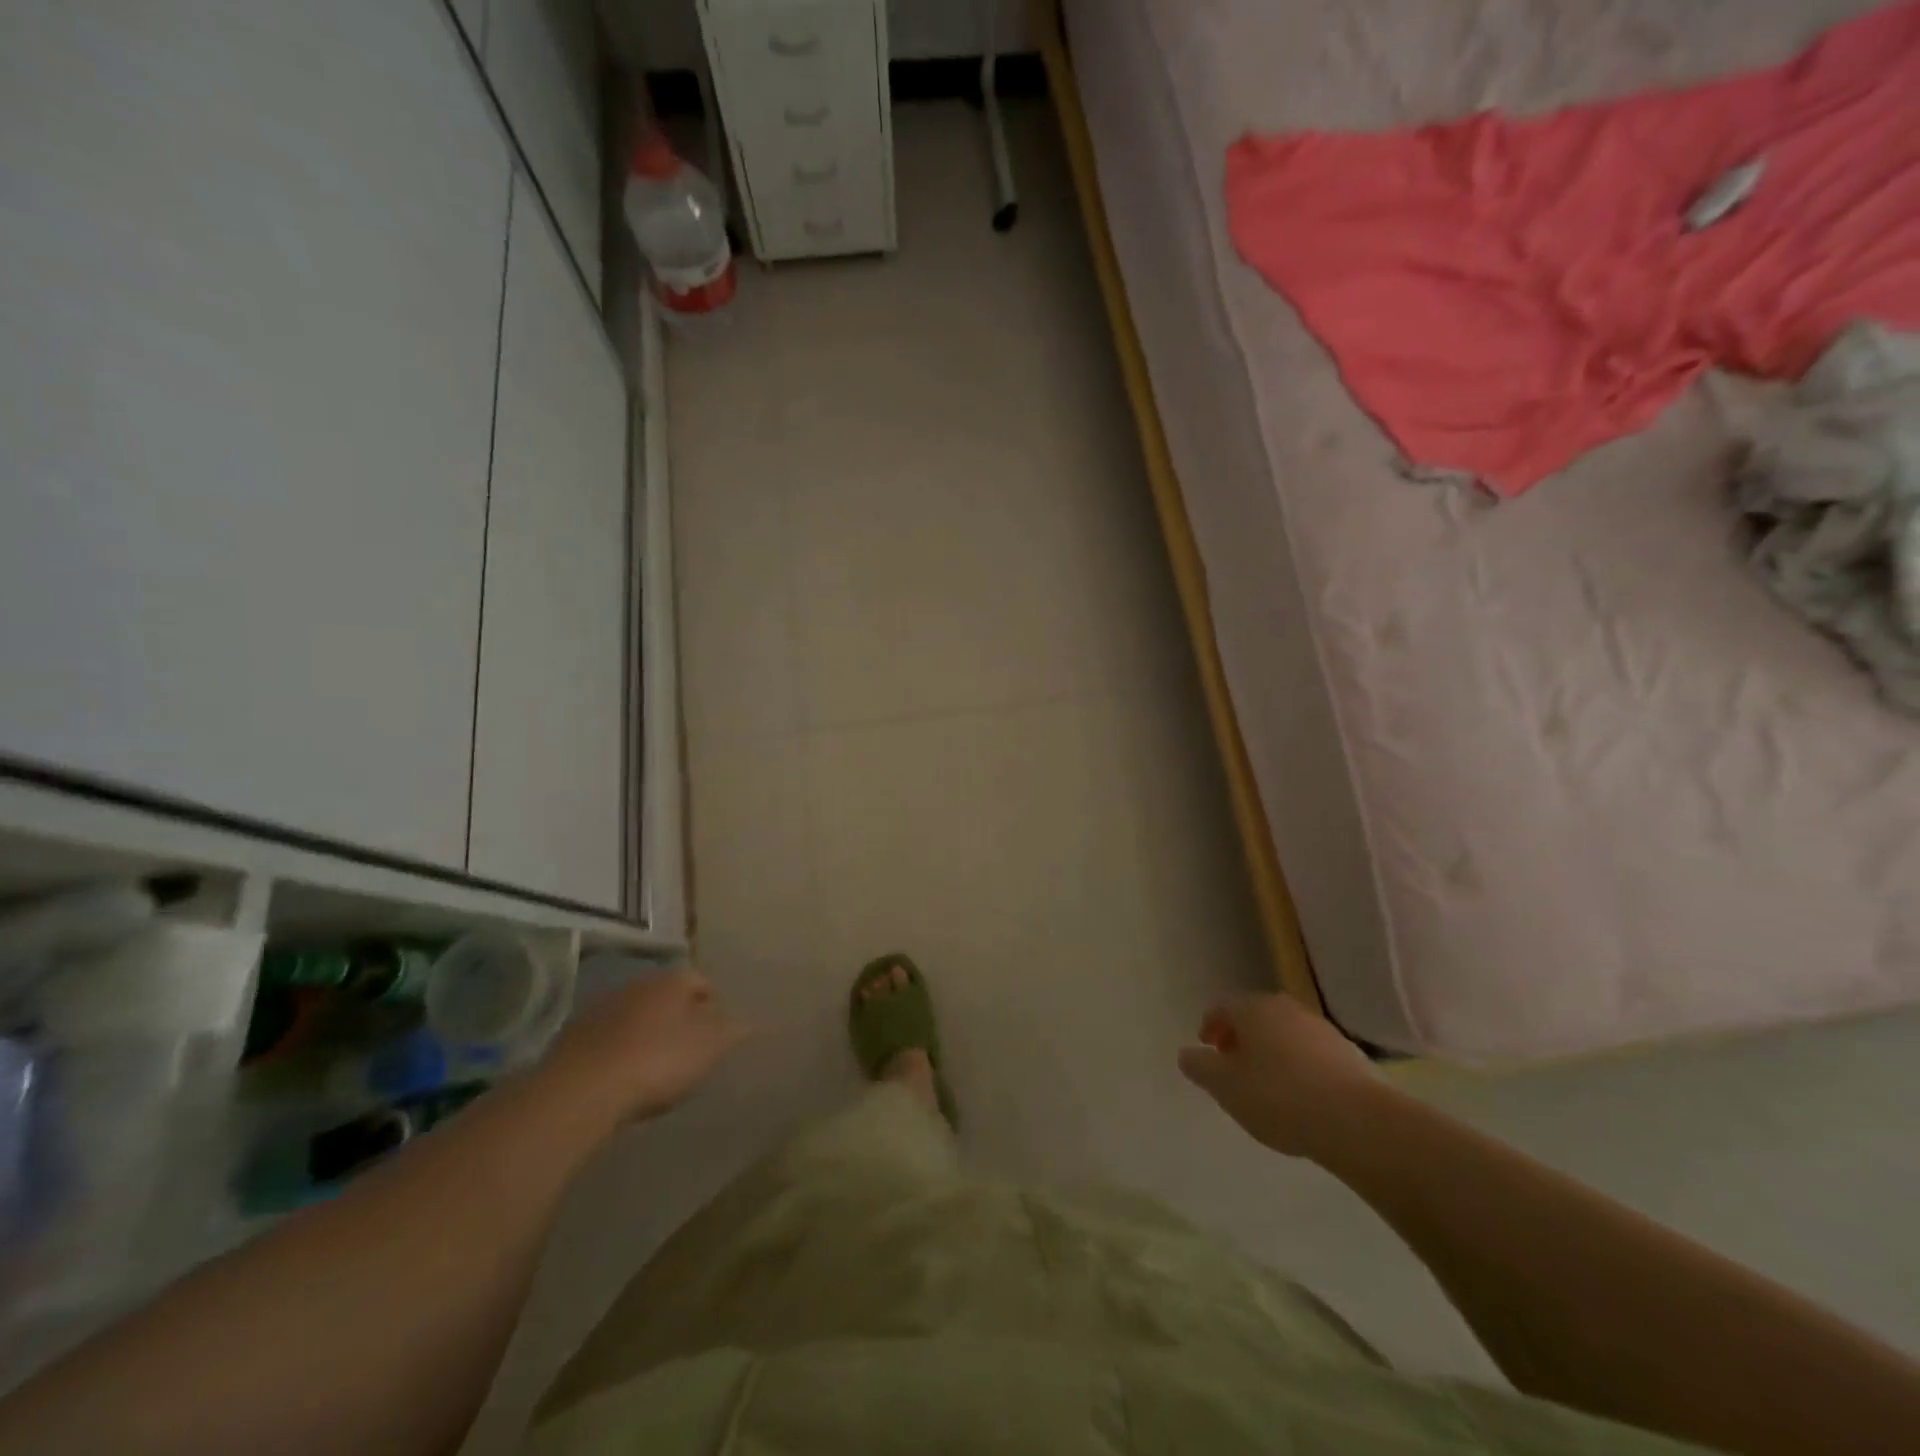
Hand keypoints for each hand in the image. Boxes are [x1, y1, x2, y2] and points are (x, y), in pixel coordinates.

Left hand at [543, 967, 746, 1120]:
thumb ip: (731, 1032)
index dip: (712, 1004)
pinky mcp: (572, 1036)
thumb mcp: (708, 1048)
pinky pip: (606, 1038)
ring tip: (653, 1064)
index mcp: (672, 981)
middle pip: (665, 996)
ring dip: (644, 1032)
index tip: (717, 1029)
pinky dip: (617, 1050)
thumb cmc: (658, 1060)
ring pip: (633, 1014)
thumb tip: (750, 1021)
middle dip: (677, 1015)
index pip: (700, 981)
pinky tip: (621, 1076)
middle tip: (687, 1045)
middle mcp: (636, 984)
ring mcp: (601, 1008)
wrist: (582, 1090)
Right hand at [1178, 993, 1378, 1159]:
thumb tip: (1187, 1054)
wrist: (1357, 1121)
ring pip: (1284, 1034)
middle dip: (1240, 1038)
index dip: (1209, 1026)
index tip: (1207, 1049)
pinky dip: (1299, 1066)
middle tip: (1233, 1065)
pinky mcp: (1348, 1053)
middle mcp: (1285, 1008)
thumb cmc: (1278, 1097)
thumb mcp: (1225, 1087)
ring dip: (1271, 1052)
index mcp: (1252, 1008)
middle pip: (1254, 1017)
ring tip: (1267, 1085)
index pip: (1222, 1007)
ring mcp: (1320, 1028)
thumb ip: (1200, 1067)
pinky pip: (1311, 1054)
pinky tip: (1301, 1097)